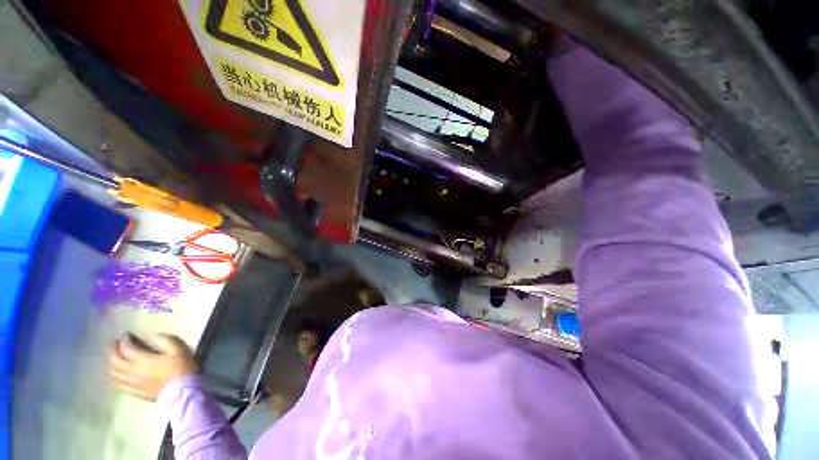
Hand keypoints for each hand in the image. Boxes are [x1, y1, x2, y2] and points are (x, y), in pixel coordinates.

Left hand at [109, 334, 198, 400]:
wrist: (182, 391)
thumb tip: (152, 336)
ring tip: (114, 358)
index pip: (127, 348)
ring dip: (111, 364)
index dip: (124, 340)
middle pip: (115, 360)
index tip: (125, 334)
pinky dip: (115, 377)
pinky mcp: (134, 391)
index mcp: (142, 360)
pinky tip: (116, 375)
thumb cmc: (181, 368)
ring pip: (114, 373)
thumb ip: (164, 341)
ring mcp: (132, 383)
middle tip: (113, 343)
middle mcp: (132, 371)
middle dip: (112, 350)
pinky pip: (119, 384)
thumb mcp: (178, 350)